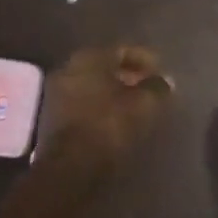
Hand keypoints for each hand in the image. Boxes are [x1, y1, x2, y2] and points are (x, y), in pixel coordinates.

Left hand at [35, 45, 172, 171]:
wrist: (70, 167)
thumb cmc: (109, 125)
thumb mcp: (143, 105)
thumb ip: (157, 88)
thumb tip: (165, 81)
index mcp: (89, 57)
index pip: (122, 50)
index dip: (145, 60)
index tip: (161, 72)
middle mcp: (68, 68)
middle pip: (105, 67)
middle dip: (128, 76)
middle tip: (149, 88)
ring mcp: (56, 93)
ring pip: (93, 86)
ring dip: (114, 93)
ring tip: (136, 106)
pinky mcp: (52, 118)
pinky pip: (84, 104)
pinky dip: (101, 107)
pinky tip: (116, 119)